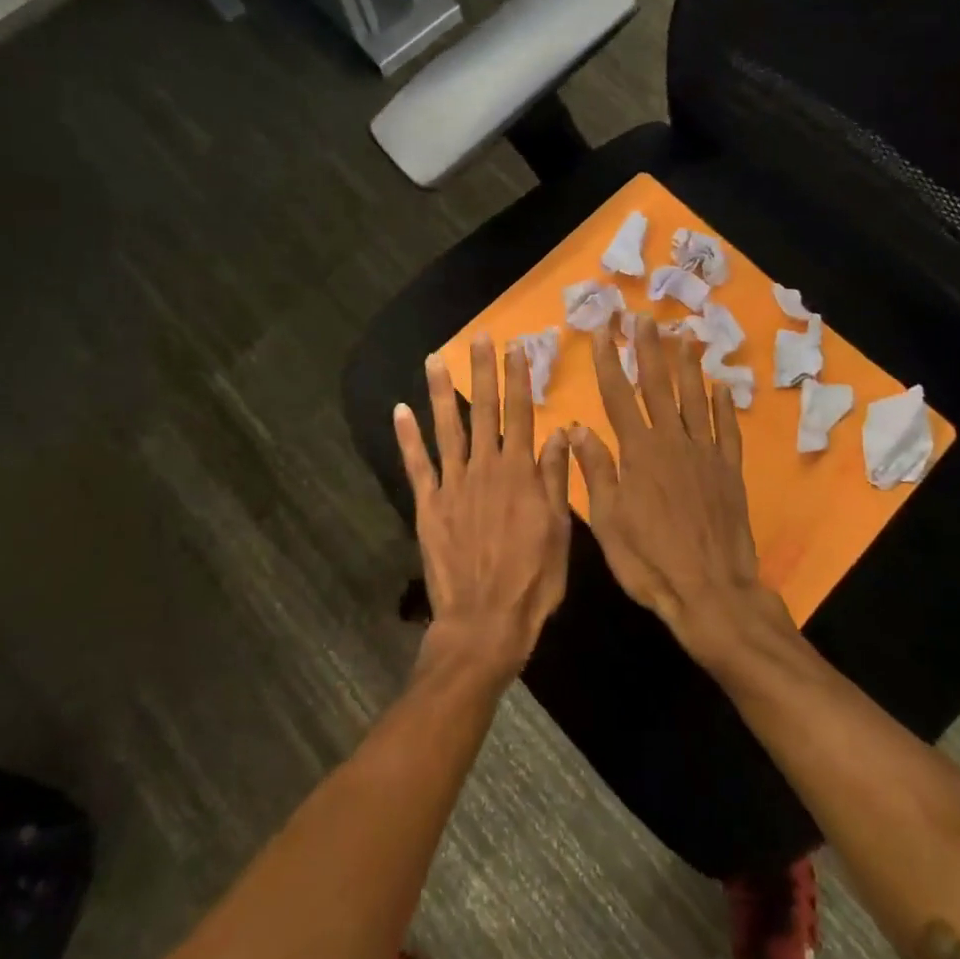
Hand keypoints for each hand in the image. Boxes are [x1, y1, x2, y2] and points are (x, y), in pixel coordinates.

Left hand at [394, 336, 572, 680]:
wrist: (484, 621)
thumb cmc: (531, 580)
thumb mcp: (559, 531)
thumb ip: (555, 479)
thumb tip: (559, 434)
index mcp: (520, 474)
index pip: (521, 415)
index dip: (519, 380)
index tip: (516, 348)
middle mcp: (485, 469)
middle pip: (485, 411)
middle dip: (483, 372)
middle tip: (478, 337)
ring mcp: (453, 485)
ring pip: (448, 428)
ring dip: (442, 392)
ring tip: (435, 360)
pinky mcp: (428, 505)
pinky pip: (417, 465)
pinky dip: (408, 437)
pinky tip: (400, 410)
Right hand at [570, 316, 788, 660]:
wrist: (710, 592)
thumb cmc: (649, 561)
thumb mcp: (608, 521)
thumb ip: (595, 470)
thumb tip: (576, 427)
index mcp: (638, 452)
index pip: (618, 396)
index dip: (608, 361)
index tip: (602, 330)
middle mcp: (672, 442)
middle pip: (658, 387)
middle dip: (649, 350)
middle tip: (644, 318)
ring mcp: (705, 454)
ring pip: (694, 399)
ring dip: (687, 366)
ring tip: (683, 336)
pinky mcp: (730, 470)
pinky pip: (727, 429)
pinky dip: (723, 405)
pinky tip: (721, 385)